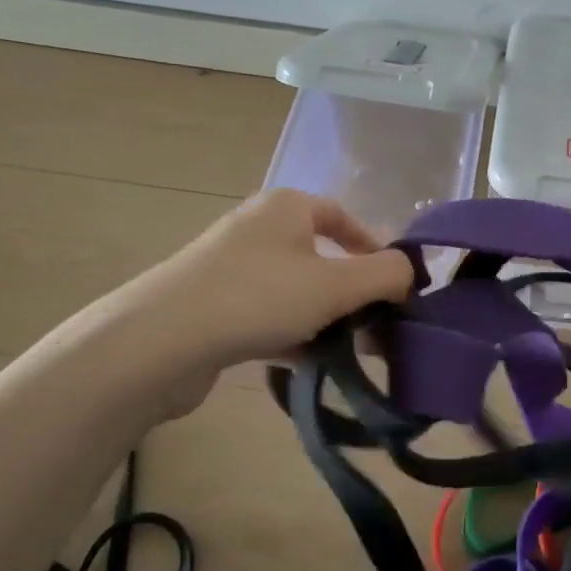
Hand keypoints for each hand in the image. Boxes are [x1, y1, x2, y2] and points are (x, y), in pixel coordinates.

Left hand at [101, 190, 413, 419]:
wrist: (161, 340)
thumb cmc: (259, 296)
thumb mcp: (336, 284)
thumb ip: (385, 275)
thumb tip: (409, 273)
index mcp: (287, 207)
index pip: (343, 217)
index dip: (374, 248)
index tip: (396, 285)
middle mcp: (258, 228)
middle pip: (321, 256)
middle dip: (353, 293)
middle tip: (377, 326)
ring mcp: (231, 267)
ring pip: (295, 290)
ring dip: (325, 319)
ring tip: (350, 352)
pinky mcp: (213, 305)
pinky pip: (268, 314)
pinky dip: (292, 334)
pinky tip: (308, 363)